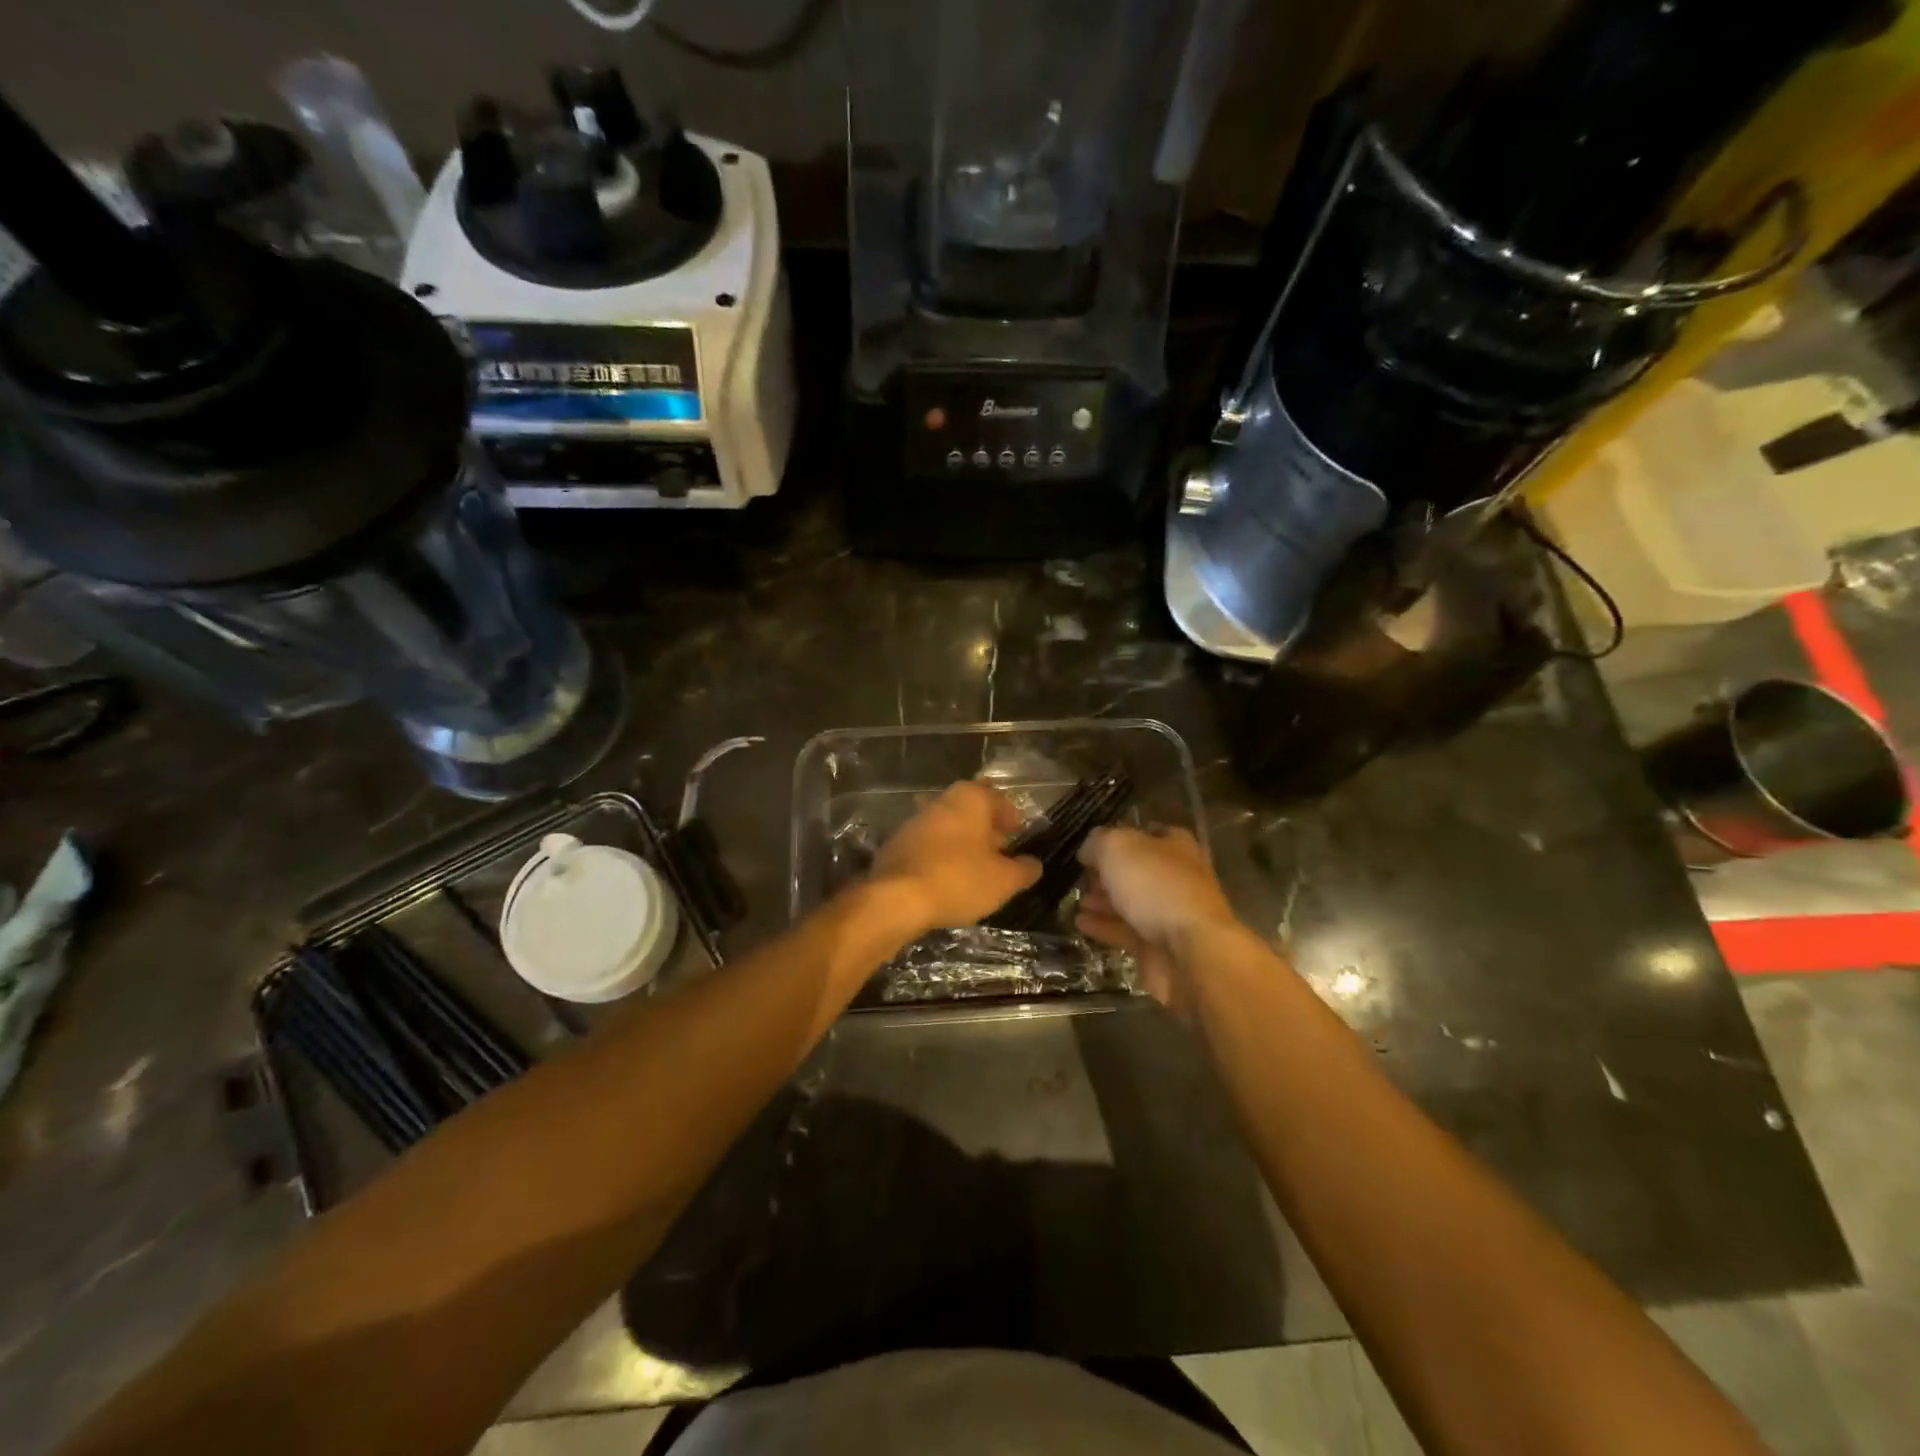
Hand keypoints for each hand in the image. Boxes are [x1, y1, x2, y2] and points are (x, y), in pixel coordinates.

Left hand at [869, 781, 1041, 933]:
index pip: (999, 799)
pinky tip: (947, 878)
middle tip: (1000, 853)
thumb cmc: (958, 880)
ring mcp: (915, 821)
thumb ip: (1024, 870)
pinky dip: (942, 855)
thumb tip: (1034, 864)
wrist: (895, 898)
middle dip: (987, 829)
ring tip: (976, 869)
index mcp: (970, 798)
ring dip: (964, 843)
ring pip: (949, 826)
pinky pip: (929, 844)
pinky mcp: (897, 843)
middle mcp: (941, 801)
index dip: (1012, 818)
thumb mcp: (1003, 880)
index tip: (1018, 837)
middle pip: (972, 810)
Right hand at [1075, 827, 1237, 1009]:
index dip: (1120, 836)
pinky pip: (1126, 932)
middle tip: (1082, 876)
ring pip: (1131, 903)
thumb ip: (1098, 843)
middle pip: (1139, 871)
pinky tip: (1080, 923)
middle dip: (1109, 873)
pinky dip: (1104, 926)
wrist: (1192, 953)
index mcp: (1175, 846)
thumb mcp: (1117, 847)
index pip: (1148, 833)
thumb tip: (1088, 851)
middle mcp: (1177, 877)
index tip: (1093, 845)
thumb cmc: (1156, 887)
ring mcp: (1170, 914)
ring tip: (1077, 900)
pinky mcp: (1159, 946)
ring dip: (1104, 901)